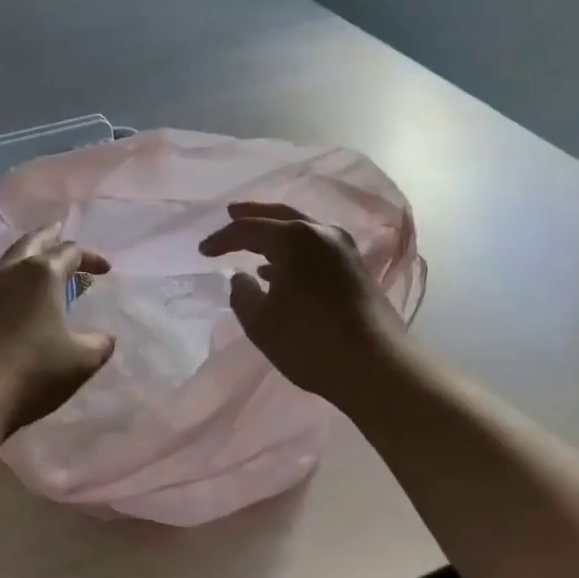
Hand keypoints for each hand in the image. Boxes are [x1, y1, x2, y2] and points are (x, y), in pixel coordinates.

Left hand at [0, 224, 114, 435]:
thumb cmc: (33, 371)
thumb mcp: (81, 361)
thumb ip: (99, 344)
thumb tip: (104, 338)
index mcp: (42, 273)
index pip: (71, 252)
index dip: (91, 258)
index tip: (105, 271)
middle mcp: (11, 271)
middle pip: (33, 241)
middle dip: (52, 238)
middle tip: (62, 234)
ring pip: (11, 259)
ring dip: (30, 257)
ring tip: (43, 266)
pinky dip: (14, 278)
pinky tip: (20, 296)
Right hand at [199, 201, 406, 405]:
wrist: (376, 365)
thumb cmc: (310, 341)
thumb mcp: (260, 322)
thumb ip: (242, 294)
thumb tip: (241, 277)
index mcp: (293, 239)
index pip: (248, 229)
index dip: (222, 239)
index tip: (202, 251)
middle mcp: (320, 233)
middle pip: (279, 216)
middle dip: (252, 215)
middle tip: (231, 212)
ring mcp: (343, 249)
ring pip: (301, 230)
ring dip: (275, 234)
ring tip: (253, 243)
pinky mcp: (355, 268)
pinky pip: (315, 247)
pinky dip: (293, 251)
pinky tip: (279, 271)